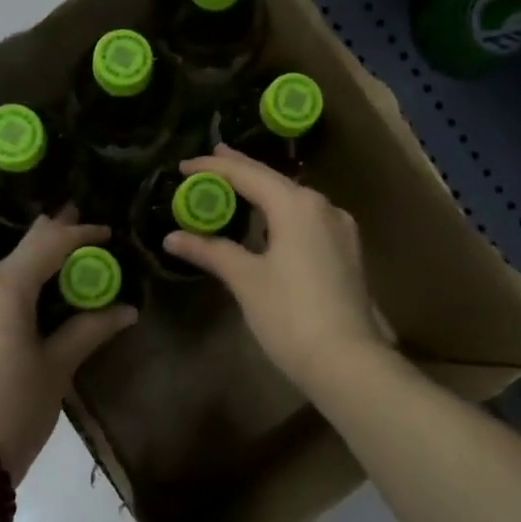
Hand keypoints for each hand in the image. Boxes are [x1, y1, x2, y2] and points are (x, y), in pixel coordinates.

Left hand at [0, 212, 136, 483]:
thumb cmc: (14, 409)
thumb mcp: (58, 367)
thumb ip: (91, 329)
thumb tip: (126, 310)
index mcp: (2, 288)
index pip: (48, 243)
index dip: (80, 234)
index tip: (108, 233)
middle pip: (21, 253)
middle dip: (54, 242)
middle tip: (86, 240)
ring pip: (2, 276)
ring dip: (34, 272)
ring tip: (66, 277)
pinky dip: (13, 294)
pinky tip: (32, 306)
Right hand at [163, 146, 389, 394]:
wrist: (347, 359)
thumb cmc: (290, 315)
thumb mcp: (246, 280)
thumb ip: (211, 251)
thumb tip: (173, 237)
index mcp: (297, 205)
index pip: (249, 174)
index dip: (214, 168)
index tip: (184, 165)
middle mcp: (323, 206)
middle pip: (275, 181)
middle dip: (241, 171)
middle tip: (211, 161)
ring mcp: (341, 229)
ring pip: (294, 200)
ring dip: (264, 192)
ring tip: (236, 187)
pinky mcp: (347, 252)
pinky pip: (308, 219)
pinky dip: (282, 213)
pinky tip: (271, 222)